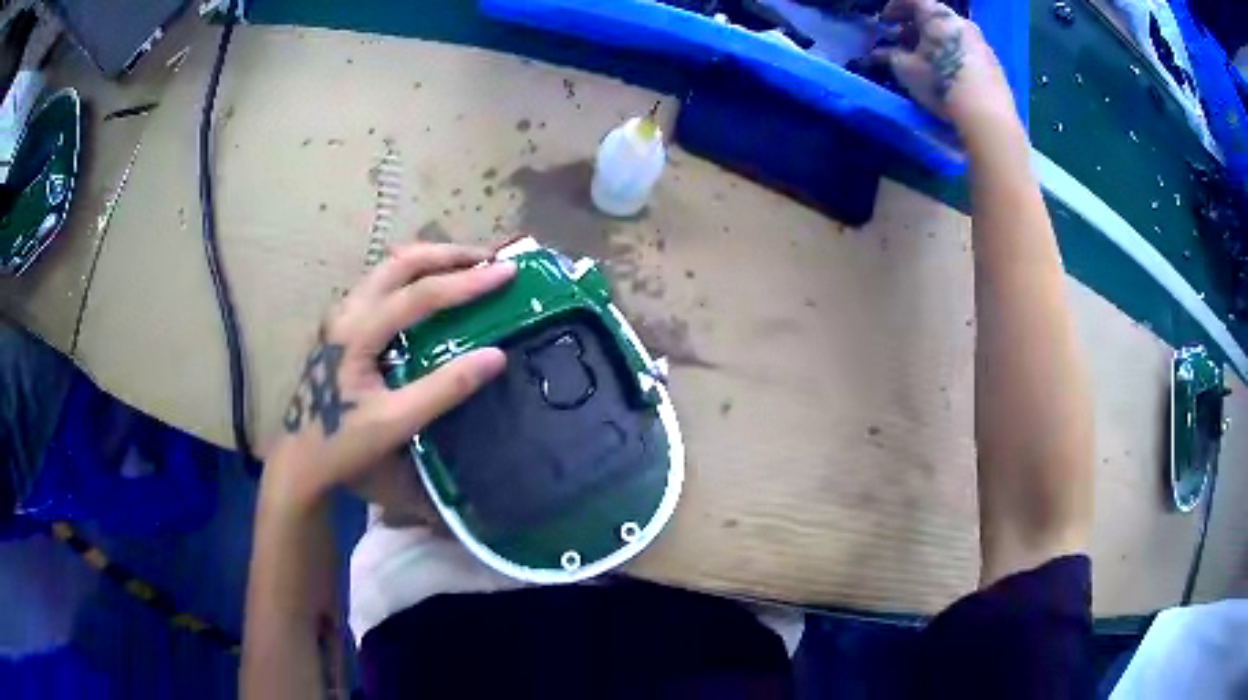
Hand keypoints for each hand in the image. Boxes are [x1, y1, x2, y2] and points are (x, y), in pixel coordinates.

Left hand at [262, 243, 515, 511]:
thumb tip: (496, 356)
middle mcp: (346, 312)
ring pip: (387, 270)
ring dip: (428, 261)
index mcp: (356, 332)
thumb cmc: (343, 443)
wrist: (301, 461)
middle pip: (400, 263)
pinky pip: (381, 286)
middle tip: (487, 259)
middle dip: (446, 255)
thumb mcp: (396, 422)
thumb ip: (444, 388)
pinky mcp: (341, 327)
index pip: (420, 294)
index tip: (507, 273)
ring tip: (465, 266)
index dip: (467, 282)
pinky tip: (428, 291)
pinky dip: (412, 277)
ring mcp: (341, 317)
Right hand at [873, 0, 1013, 128]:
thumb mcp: (906, 69)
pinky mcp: (994, 65)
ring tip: (926, 60)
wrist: (988, 117)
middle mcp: (961, 22)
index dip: (894, 7)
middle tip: (903, 41)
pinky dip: (953, 54)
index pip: (912, 0)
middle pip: (934, 17)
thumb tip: (879, 53)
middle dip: (915, 27)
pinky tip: (948, 73)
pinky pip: (967, 51)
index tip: (885, 20)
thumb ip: (891, 56)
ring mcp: (981, 43)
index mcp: (938, 16)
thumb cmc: (942, 83)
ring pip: (952, 34)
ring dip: (936, 41)